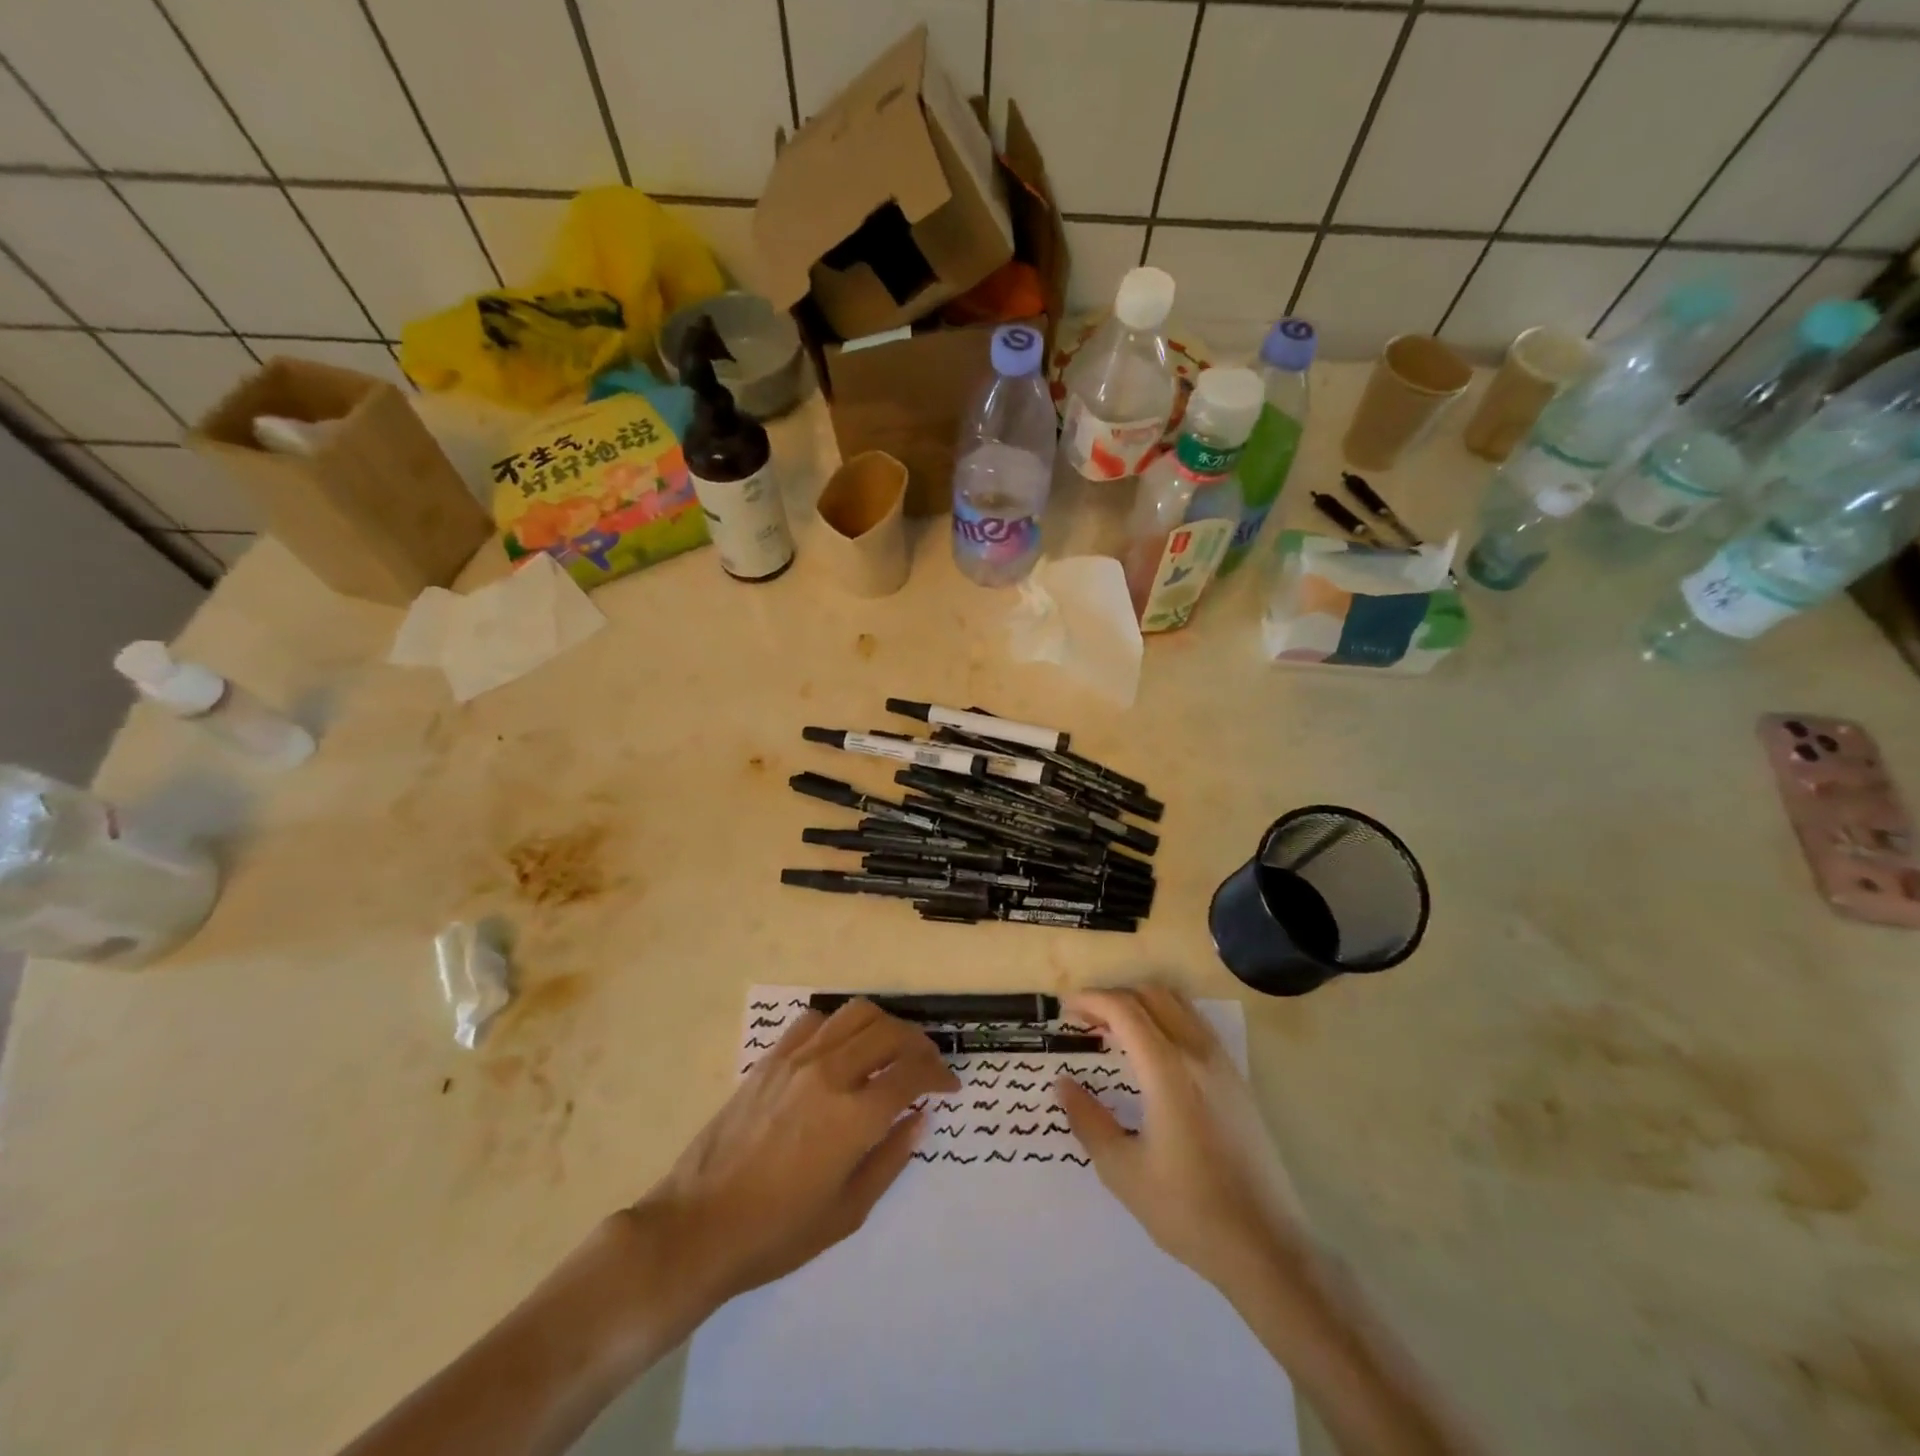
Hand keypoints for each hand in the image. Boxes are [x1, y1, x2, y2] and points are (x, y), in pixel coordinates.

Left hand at [637, 999, 958, 1307]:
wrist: (699, 1226)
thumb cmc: (777, 1233)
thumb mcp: (848, 1211)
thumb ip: (890, 1158)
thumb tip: (919, 1118)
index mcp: (855, 1117)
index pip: (913, 1072)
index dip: (939, 1074)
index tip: (948, 1086)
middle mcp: (831, 1074)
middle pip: (890, 1032)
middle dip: (919, 1044)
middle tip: (926, 1066)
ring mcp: (798, 1060)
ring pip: (856, 1014)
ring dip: (884, 1025)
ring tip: (889, 1048)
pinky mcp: (771, 1058)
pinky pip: (815, 1020)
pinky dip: (839, 1025)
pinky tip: (841, 1049)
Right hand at [1057, 985, 1310, 1290]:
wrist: (1266, 1247)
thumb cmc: (1188, 1211)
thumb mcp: (1124, 1172)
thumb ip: (1089, 1120)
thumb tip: (1063, 1084)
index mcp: (1168, 1071)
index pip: (1125, 1010)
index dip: (1092, 1000)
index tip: (1066, 1008)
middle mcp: (1198, 1054)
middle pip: (1153, 995)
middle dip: (1114, 996)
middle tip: (1087, 1018)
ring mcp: (1223, 1064)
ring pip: (1179, 1004)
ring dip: (1142, 1003)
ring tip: (1116, 1028)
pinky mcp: (1237, 1080)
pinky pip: (1196, 1025)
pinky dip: (1167, 1018)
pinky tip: (1153, 1051)